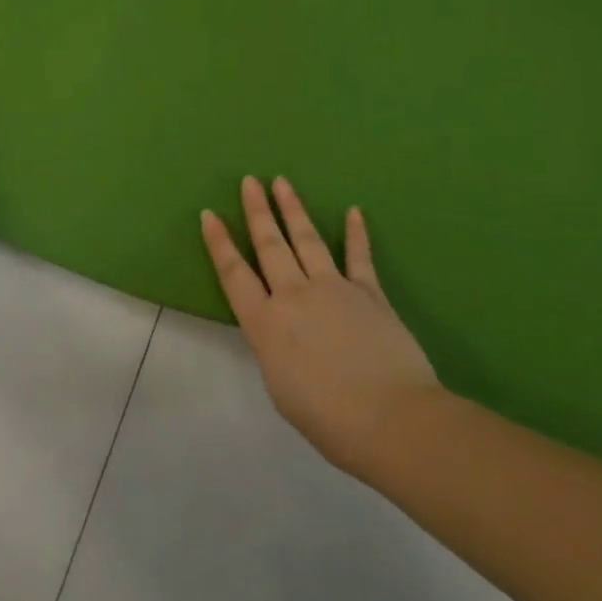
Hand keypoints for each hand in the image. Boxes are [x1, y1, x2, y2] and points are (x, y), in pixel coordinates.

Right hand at [201, 176, 442, 472]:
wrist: (392, 419)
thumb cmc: (329, 419)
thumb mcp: (281, 388)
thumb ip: (275, 348)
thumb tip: (281, 328)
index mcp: (266, 324)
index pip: (234, 274)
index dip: (219, 243)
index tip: (209, 214)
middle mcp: (294, 296)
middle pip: (270, 245)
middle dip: (257, 211)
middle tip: (249, 181)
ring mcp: (333, 288)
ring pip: (306, 240)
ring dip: (292, 209)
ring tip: (282, 182)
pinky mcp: (369, 292)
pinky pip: (358, 256)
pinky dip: (355, 233)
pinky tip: (353, 211)